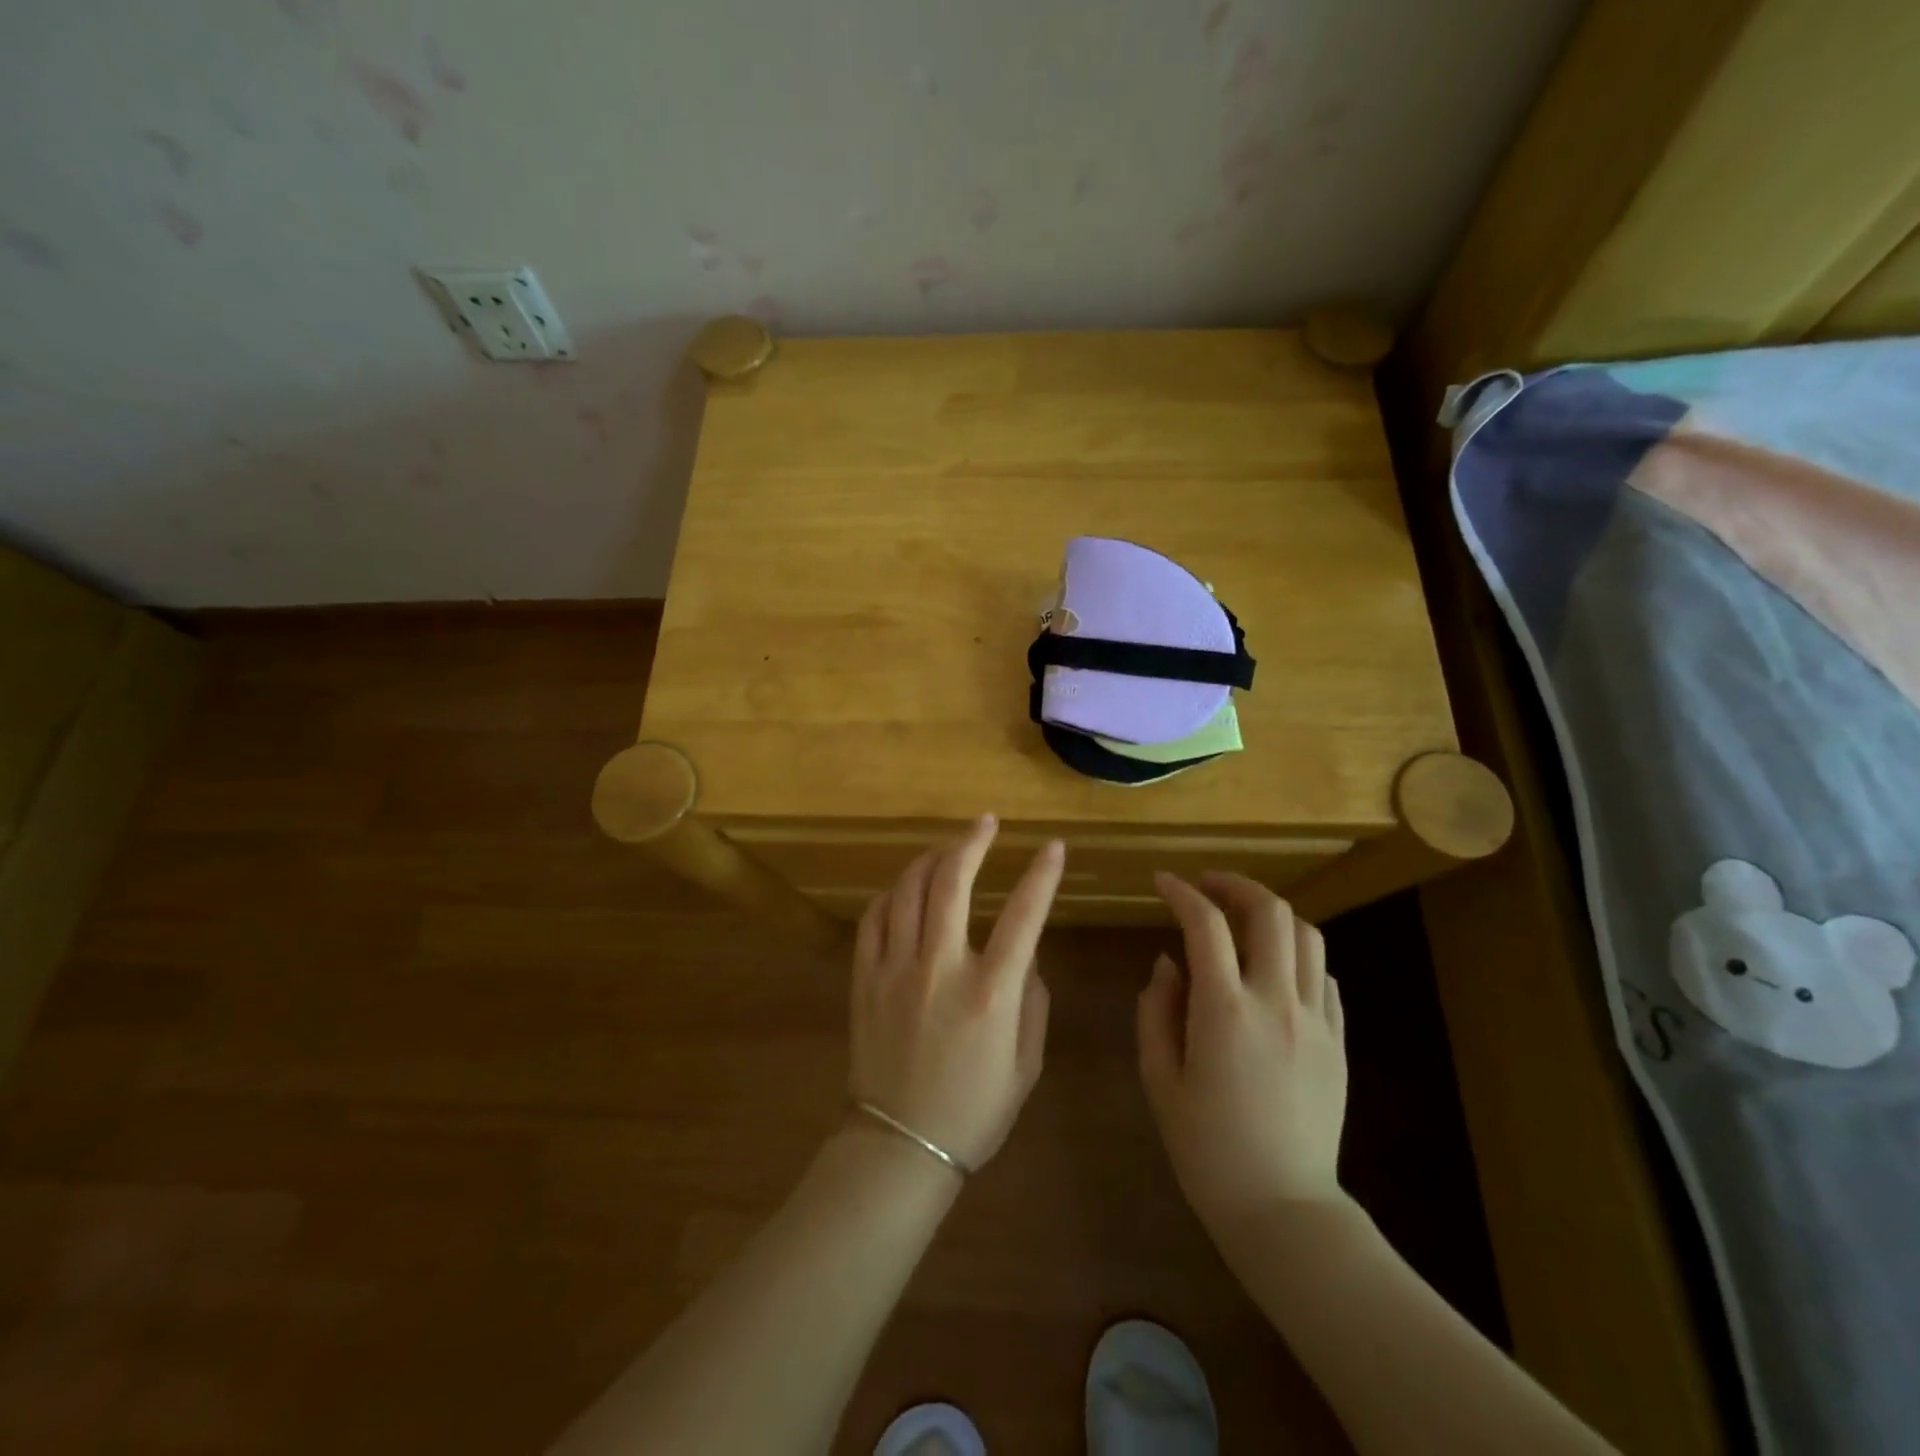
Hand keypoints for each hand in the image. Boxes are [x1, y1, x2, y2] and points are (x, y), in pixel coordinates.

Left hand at [849, 817, 1064, 1171]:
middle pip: (952, 883)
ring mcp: (895, 970)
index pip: (1024, 914)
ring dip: (930, 859)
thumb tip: (1026, 954)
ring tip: (947, 849)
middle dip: (972, 842)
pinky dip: (891, 895)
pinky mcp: (864, 979)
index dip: (1042, 874)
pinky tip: (904, 890)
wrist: (899, 1148)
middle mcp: (941, 969)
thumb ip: (1032, 1001)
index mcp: (990, 992)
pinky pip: (873, 919)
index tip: (1053, 847)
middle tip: (986, 823)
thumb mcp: (1025, 1065)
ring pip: (908, 891)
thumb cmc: (973, 1112)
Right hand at [1138, 871, 1348, 1243]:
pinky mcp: (1338, 1041)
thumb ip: (1156, 1010)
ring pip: (1306, 935)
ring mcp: (1316, 1020)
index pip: (1205, 924)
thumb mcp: (1159, 1079)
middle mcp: (1276, 1001)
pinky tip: (1273, 970)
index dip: (1181, 892)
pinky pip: (1324, 975)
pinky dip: (1296, 955)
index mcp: (1224, 1010)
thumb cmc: (1207, 1147)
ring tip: (1242, 921)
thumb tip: (1168, 963)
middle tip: (1207, 887)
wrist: (1283, 1209)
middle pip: (1269, 912)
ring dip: (1271, 915)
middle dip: (1235, 885)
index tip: (1163, 883)